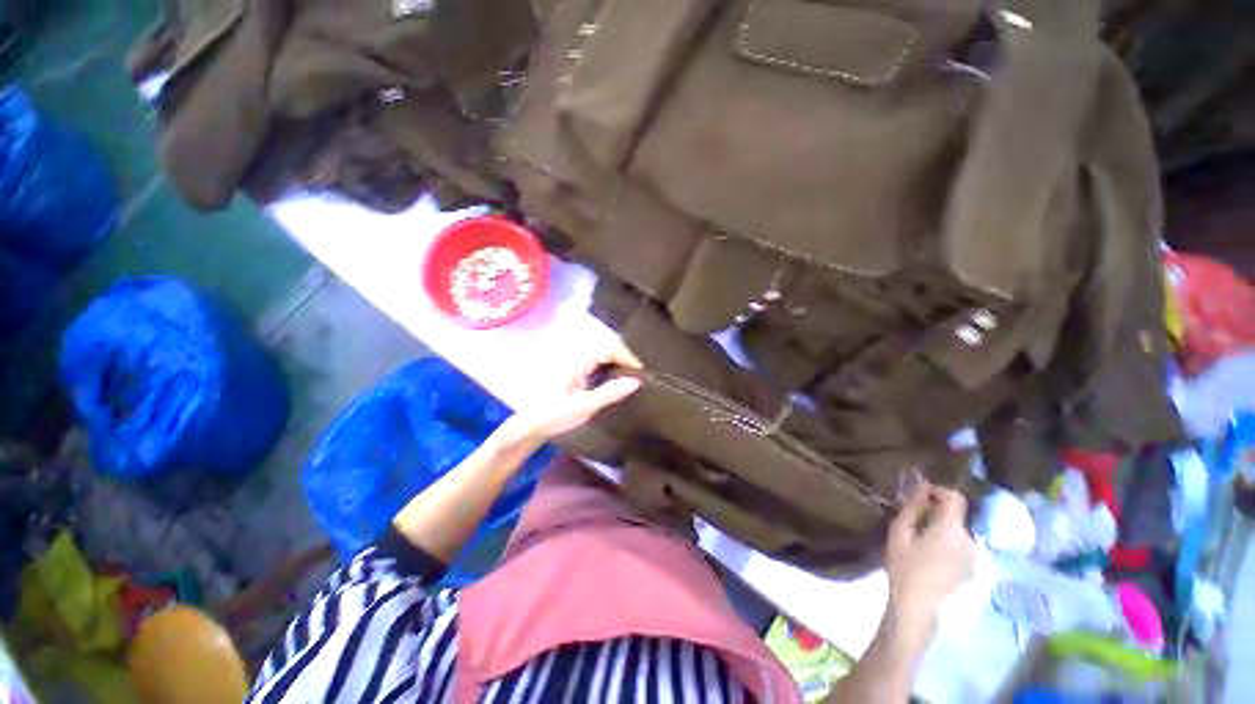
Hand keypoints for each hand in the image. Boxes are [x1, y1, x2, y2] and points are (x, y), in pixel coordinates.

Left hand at [509, 342, 642, 440]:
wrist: (529, 425)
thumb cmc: (554, 415)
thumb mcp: (583, 407)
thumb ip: (609, 393)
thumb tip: (636, 381)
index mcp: (578, 361)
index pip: (610, 348)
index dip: (629, 356)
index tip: (643, 372)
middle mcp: (578, 357)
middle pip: (609, 348)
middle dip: (627, 357)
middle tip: (643, 373)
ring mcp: (577, 364)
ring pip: (605, 355)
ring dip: (621, 362)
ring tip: (636, 376)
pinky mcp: (577, 372)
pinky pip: (600, 364)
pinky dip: (613, 369)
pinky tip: (619, 381)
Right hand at [885, 481, 975, 637]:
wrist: (917, 603)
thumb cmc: (904, 565)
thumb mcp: (900, 532)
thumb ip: (912, 508)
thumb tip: (921, 490)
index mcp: (951, 529)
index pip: (955, 498)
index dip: (939, 490)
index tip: (920, 491)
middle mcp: (969, 539)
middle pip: (956, 514)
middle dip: (937, 509)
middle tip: (914, 512)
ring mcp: (973, 555)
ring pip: (957, 529)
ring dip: (942, 524)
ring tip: (921, 532)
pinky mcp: (971, 567)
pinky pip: (960, 543)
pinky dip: (947, 539)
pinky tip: (930, 550)